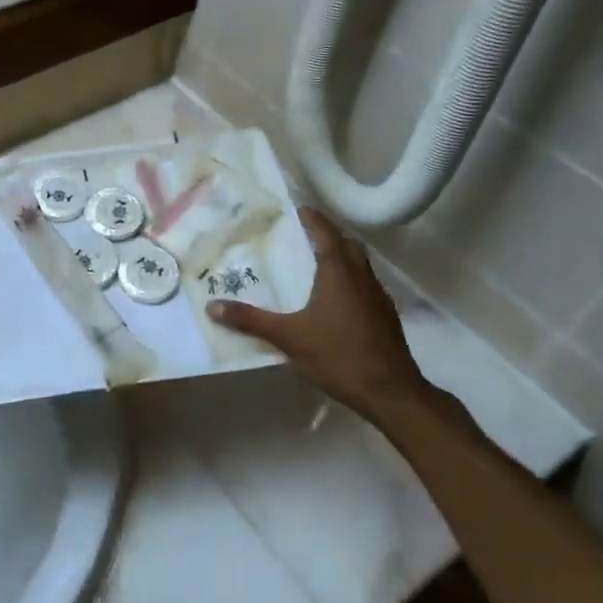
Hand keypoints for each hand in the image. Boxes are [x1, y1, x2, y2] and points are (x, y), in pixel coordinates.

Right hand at [207, 207, 438, 424]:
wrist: (390, 392)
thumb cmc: (338, 355)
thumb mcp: (288, 337)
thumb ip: (251, 320)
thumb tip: (212, 307)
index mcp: (339, 272)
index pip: (326, 232)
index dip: (312, 218)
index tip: (297, 210)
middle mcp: (362, 277)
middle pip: (348, 245)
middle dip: (328, 236)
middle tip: (303, 237)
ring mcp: (378, 297)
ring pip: (360, 266)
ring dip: (341, 259)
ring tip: (315, 267)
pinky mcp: (386, 317)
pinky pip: (366, 287)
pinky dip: (350, 283)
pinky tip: (334, 303)